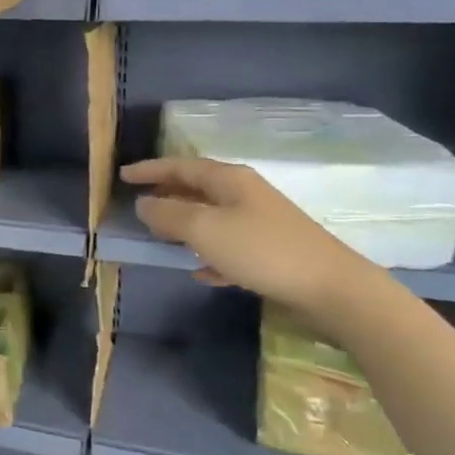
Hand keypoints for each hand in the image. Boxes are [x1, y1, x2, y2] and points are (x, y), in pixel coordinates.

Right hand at [121, 157, 374, 313]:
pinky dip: (209, 254)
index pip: (181, 166)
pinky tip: (200, 272)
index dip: (150, 170)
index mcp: (229, 180)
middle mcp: (245, 195)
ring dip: (185, 225)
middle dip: (167, 195)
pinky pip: (229, 247)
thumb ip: (168, 214)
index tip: (123, 176)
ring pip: (212, 218)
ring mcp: (261, 223)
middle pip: (197, 189)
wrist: (331, 288)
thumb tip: (144, 203)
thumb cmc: (261, 250)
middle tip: (139, 205)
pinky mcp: (271, 252)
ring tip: (161, 237)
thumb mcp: (205, 229)